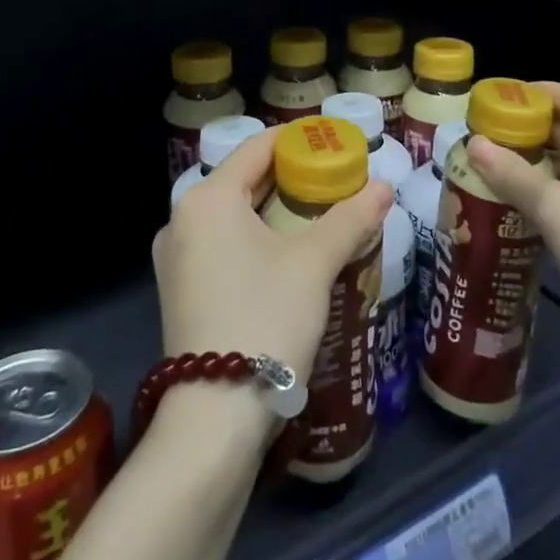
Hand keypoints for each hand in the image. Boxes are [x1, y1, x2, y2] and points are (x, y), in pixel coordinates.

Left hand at [154, 129, 394, 420]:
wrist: (214, 418)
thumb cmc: (265, 318)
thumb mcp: (314, 264)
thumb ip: (350, 219)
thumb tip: (384, 187)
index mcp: (208, 198)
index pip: (258, 147)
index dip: (299, 140)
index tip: (335, 145)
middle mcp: (181, 219)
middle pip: (245, 180)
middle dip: (292, 179)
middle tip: (336, 183)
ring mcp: (175, 258)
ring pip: (233, 216)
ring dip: (274, 212)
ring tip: (319, 218)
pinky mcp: (179, 291)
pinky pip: (222, 245)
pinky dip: (254, 240)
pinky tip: (287, 257)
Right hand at [464, 82, 559, 355]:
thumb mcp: (554, 210)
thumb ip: (511, 173)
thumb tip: (472, 143)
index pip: (559, 93)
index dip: (519, 96)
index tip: (481, 105)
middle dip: (524, 131)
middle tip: (479, 139)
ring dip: (539, 159)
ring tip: (493, 166)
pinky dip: (559, 182)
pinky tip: (528, 197)